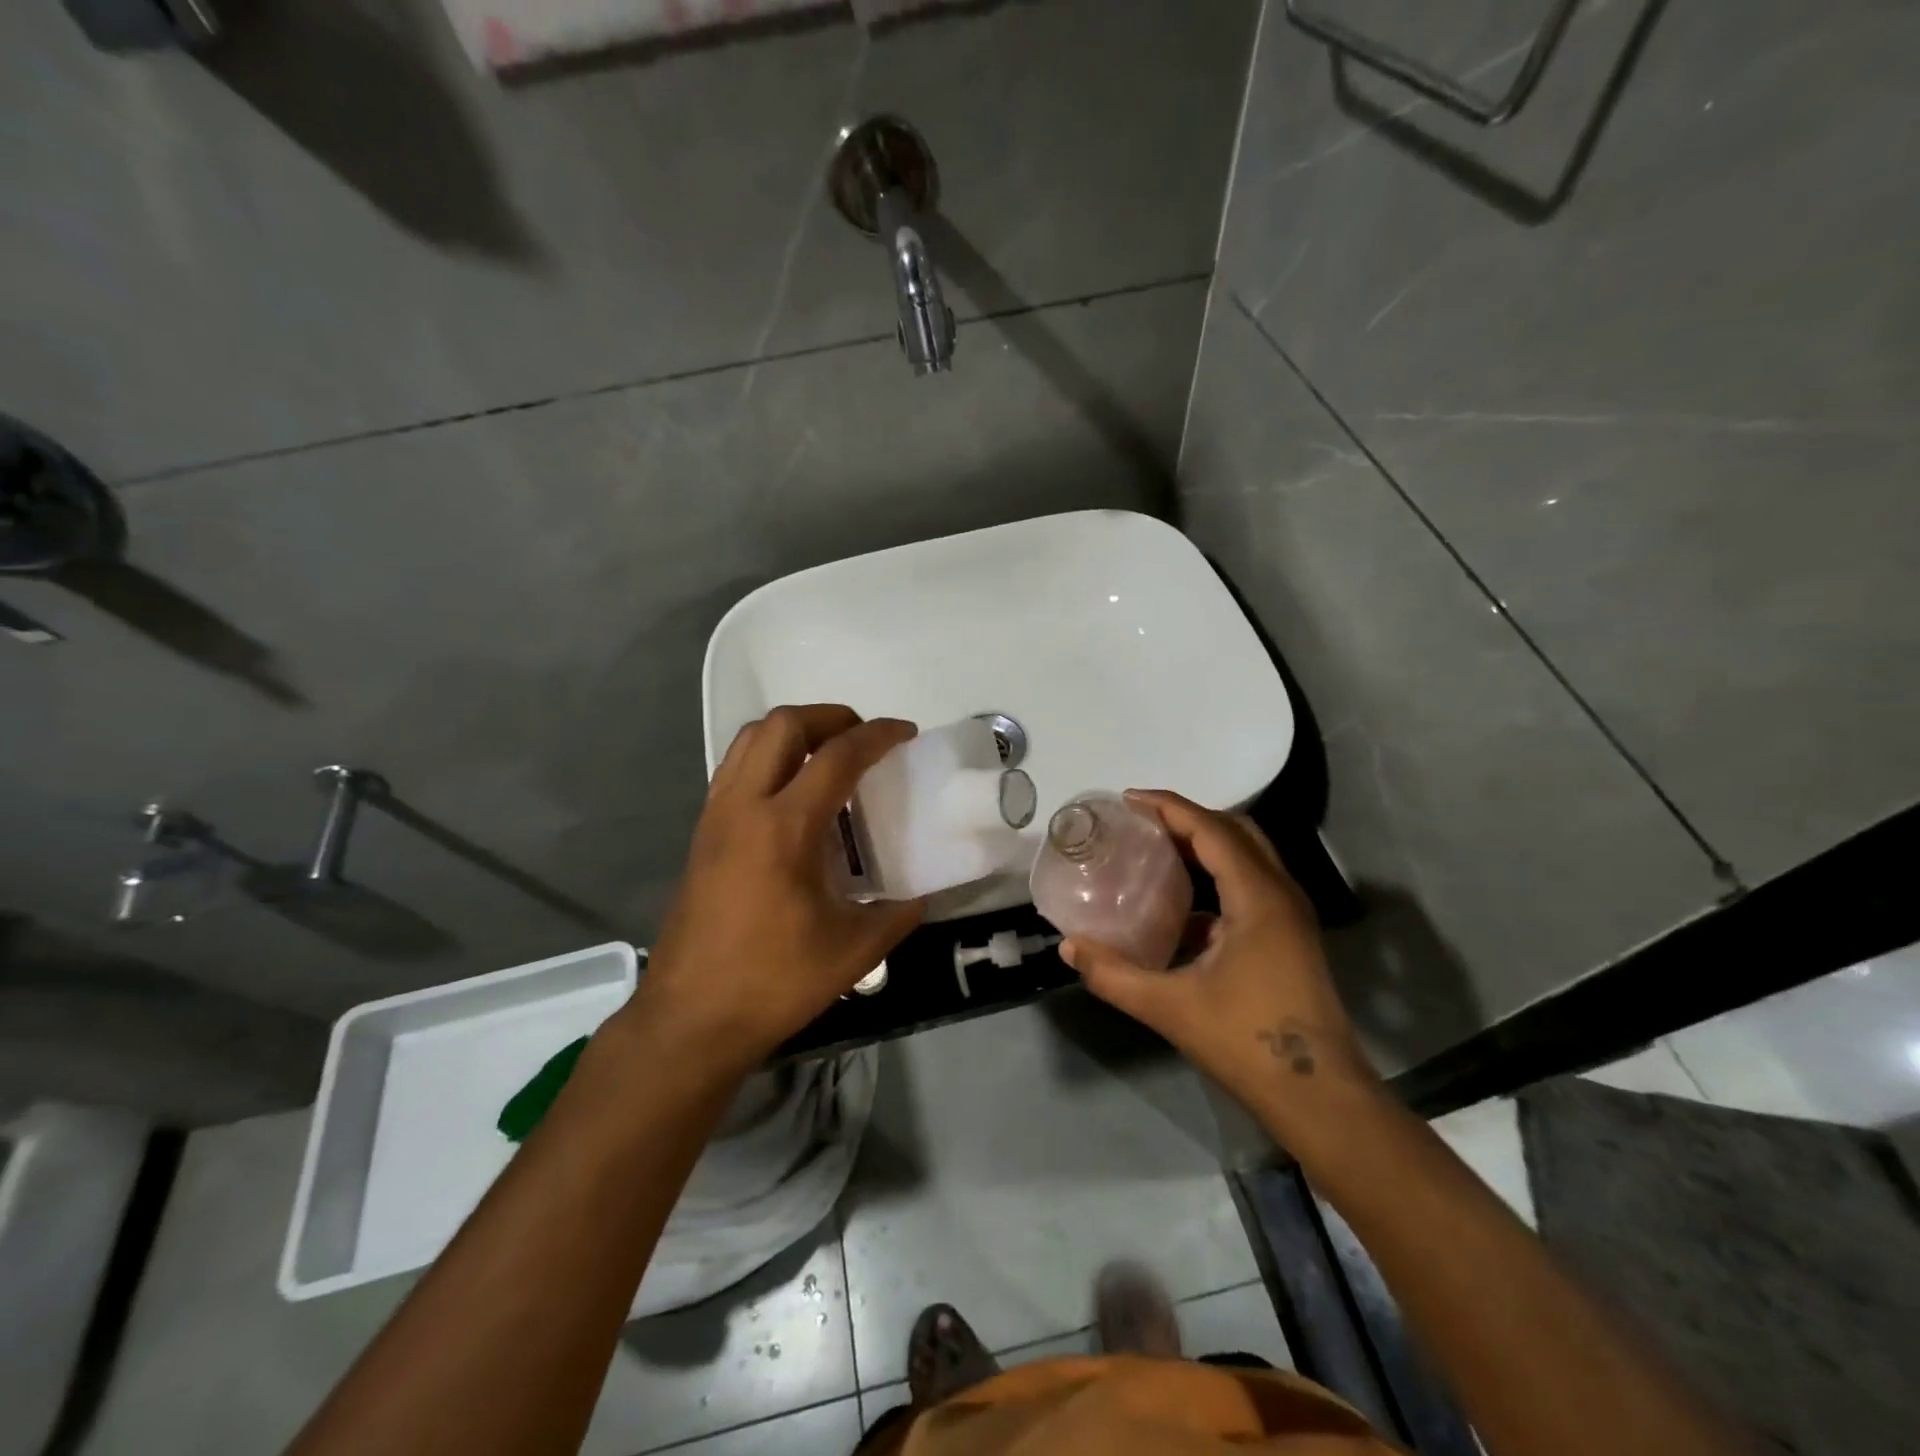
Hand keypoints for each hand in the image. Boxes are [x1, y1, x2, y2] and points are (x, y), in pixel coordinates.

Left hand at [631, 705, 925, 1070]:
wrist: (690, 1018)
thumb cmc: (773, 982)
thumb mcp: (853, 951)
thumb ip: (898, 914)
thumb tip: (922, 895)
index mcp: (784, 828)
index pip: (837, 756)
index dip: (877, 735)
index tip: (906, 732)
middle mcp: (744, 806)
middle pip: (782, 725)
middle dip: (830, 717)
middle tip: (863, 740)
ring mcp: (716, 816)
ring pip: (750, 739)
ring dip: (794, 732)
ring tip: (829, 756)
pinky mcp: (702, 833)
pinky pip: (735, 768)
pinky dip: (769, 757)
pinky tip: (794, 795)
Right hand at [1060, 790, 1379, 1132]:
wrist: (1321, 1099)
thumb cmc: (1248, 1044)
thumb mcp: (1170, 1008)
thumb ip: (1114, 975)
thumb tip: (1068, 948)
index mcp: (1258, 897)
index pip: (1211, 829)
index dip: (1169, 807)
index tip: (1128, 799)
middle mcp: (1280, 894)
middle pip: (1235, 831)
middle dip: (1187, 817)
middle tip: (1140, 821)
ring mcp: (1291, 915)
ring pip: (1247, 855)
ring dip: (1204, 842)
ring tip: (1156, 847)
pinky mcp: (1290, 936)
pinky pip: (1251, 883)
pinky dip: (1216, 874)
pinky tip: (1182, 903)